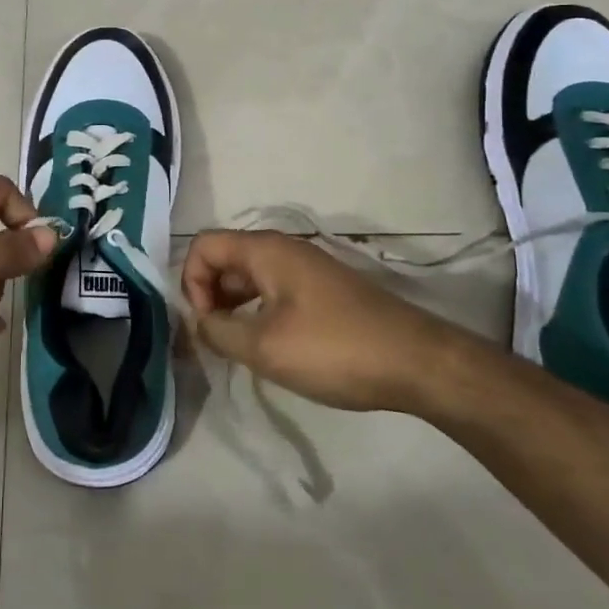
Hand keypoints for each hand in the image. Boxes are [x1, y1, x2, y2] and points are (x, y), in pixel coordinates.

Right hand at [180, 230, 451, 411]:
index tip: (205, 324)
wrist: (417, 362)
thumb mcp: (265, 347)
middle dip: (210, 296)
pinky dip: (259, 312)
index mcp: (265, 250)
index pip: (204, 246)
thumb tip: (200, 322)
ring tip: (239, 348)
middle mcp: (283, 249)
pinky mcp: (323, 291)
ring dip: (234, 307)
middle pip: (225, 259)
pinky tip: (270, 347)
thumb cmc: (334, 349)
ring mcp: (306, 269)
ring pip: (250, 277)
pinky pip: (274, 291)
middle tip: (217, 341)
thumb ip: (219, 331)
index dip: (191, 282)